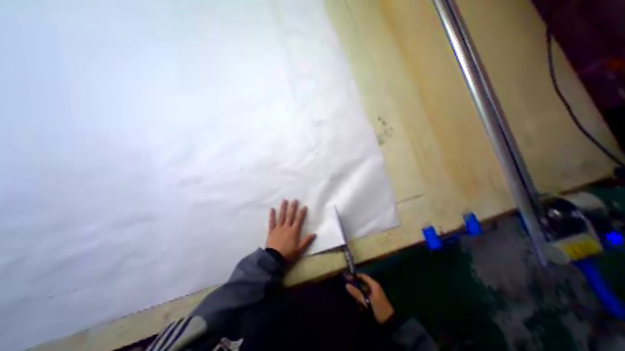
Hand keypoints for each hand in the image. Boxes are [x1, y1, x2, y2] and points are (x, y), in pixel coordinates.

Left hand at [263, 200, 314, 262]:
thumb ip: (306, 241)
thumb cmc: (288, 254)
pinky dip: (272, 215)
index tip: (304, 206)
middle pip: (290, 216)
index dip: (302, 213)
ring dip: (283, 208)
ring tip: (284, 200)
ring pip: (281, 216)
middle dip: (293, 207)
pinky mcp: (271, 231)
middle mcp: (286, 227)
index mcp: (294, 231)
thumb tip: (314, 234)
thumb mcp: (299, 250)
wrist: (274, 259)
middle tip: (294, 200)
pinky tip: (272, 209)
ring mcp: (278, 228)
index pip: (299, 220)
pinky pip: (271, 222)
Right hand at [344, 275, 391, 323]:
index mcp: (374, 285)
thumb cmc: (379, 309)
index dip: (355, 276)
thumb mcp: (367, 301)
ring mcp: (375, 294)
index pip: (363, 276)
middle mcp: (374, 287)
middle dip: (356, 287)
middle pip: (362, 283)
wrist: (390, 324)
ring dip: (358, 295)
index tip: (348, 278)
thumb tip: (346, 285)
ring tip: (354, 301)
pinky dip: (362, 300)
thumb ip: (357, 293)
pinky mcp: (375, 300)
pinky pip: (366, 297)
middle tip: (348, 290)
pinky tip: (359, 306)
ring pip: (363, 291)